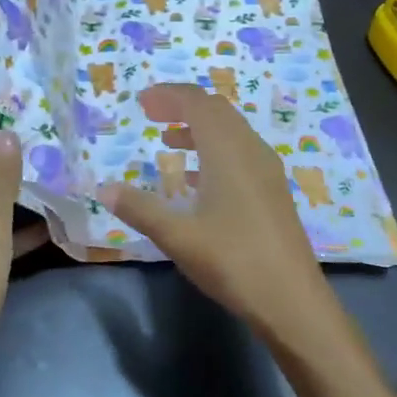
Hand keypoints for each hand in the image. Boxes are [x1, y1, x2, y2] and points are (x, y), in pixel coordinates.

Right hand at [101, 84, 348, 355]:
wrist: (293, 301)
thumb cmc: (233, 262)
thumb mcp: (178, 237)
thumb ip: (140, 209)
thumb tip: (103, 189)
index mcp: (228, 151)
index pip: (198, 103)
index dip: (169, 95)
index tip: (141, 101)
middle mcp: (251, 151)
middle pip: (217, 111)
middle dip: (183, 106)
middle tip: (152, 115)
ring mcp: (267, 171)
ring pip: (231, 132)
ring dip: (199, 128)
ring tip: (168, 142)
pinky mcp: (273, 191)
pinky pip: (240, 153)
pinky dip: (214, 150)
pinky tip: (196, 180)